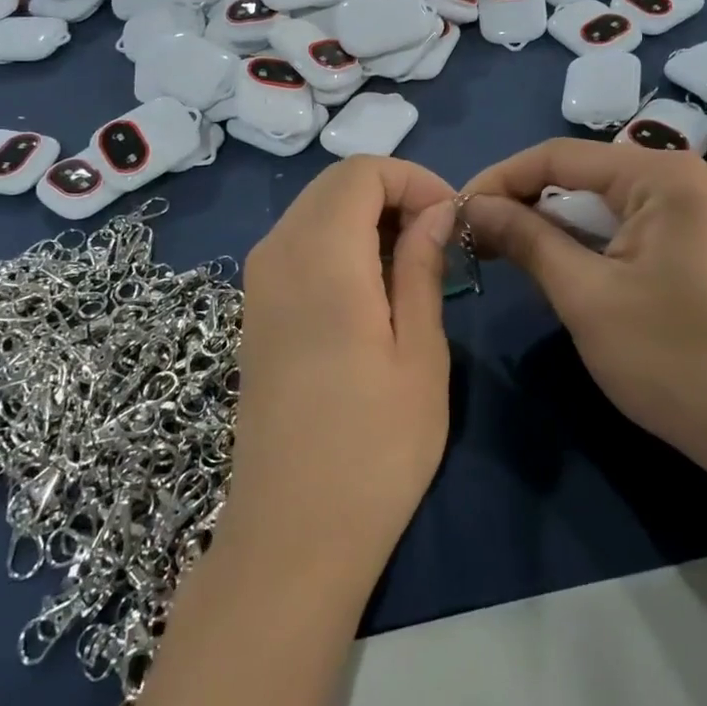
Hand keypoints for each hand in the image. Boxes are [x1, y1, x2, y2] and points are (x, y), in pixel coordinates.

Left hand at [223, 157, 456, 591]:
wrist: (292, 534)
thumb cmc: (375, 448)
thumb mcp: (419, 352)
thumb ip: (421, 265)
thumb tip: (436, 209)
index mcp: (321, 258)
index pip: (361, 171)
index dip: (413, 179)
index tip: (451, 218)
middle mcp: (277, 254)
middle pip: (334, 184)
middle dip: (392, 193)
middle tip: (438, 239)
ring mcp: (257, 282)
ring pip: (314, 211)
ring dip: (366, 218)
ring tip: (412, 265)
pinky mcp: (255, 310)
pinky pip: (298, 244)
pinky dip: (339, 242)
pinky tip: (371, 289)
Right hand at [462, 140, 706, 478]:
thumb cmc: (673, 359)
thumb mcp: (586, 296)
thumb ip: (525, 239)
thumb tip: (470, 207)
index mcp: (660, 174)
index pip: (558, 156)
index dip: (499, 180)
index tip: (452, 213)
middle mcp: (675, 177)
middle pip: (576, 175)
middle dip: (520, 202)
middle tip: (469, 237)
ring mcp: (685, 210)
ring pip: (594, 203)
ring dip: (545, 225)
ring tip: (495, 250)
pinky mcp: (683, 243)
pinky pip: (616, 227)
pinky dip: (577, 242)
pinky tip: (545, 263)